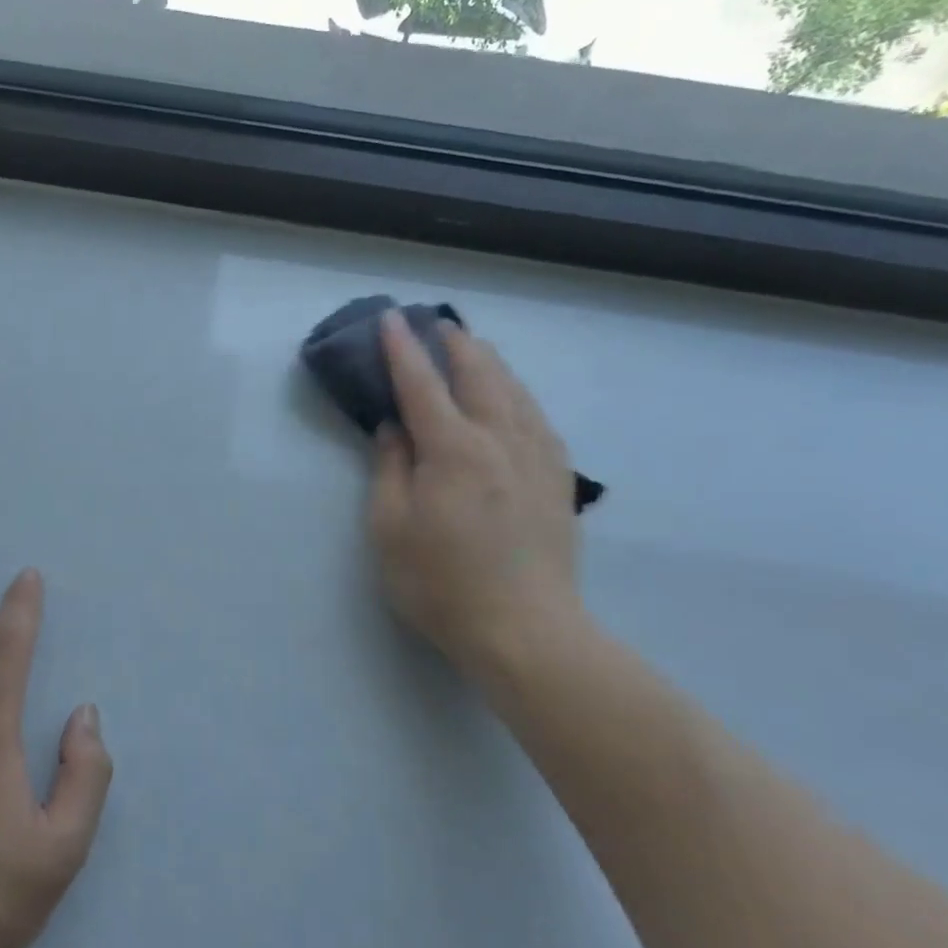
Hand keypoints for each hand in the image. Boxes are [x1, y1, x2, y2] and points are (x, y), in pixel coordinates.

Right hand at [366, 310, 585, 686]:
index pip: (422, 383)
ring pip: (514, 388)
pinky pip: (536, 415)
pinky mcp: (557, 477)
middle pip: (479, 371)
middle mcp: (500, 438)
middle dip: (452, 342)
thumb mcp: (390, 529)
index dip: (402, 348)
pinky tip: (509, 399)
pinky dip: (514, 393)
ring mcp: (537, 455)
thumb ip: (390, 469)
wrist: (524, 630)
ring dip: (487, 361)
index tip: (391, 318)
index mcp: (453, 448)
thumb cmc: (440, 583)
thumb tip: (393, 428)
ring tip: (469, 350)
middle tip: (432, 326)